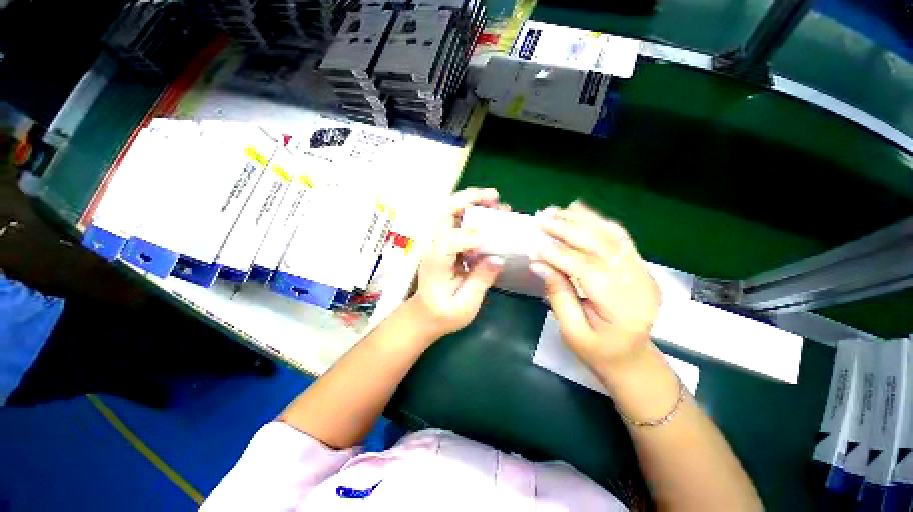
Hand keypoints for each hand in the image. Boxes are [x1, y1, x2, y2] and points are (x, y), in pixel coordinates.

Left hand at [411, 188, 507, 337]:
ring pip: (451, 212)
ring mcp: (438, 243)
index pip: (450, 240)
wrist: (424, 315)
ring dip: (472, 202)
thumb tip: (498, 258)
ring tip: (495, 200)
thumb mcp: (465, 305)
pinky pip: (458, 221)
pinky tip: (490, 214)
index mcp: (436, 263)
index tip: (490, 241)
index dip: (471, 237)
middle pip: (445, 212)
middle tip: (494, 196)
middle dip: (469, 199)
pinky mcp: (445, 244)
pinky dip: (473, 213)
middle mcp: (434, 246)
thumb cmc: (443, 314)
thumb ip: (481, 280)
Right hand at [530, 202, 660, 370]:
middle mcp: (638, 284)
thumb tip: (538, 263)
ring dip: (581, 219)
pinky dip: (597, 220)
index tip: (534, 244)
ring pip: (611, 235)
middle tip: (541, 218)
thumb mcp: (572, 331)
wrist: (632, 358)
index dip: (558, 254)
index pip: (587, 270)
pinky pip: (618, 236)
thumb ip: (557, 294)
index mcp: (622, 308)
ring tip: (555, 211)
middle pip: (601, 246)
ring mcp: (643, 272)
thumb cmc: (598, 352)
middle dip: (568, 229)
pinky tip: (578, 211)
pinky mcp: (639, 265)